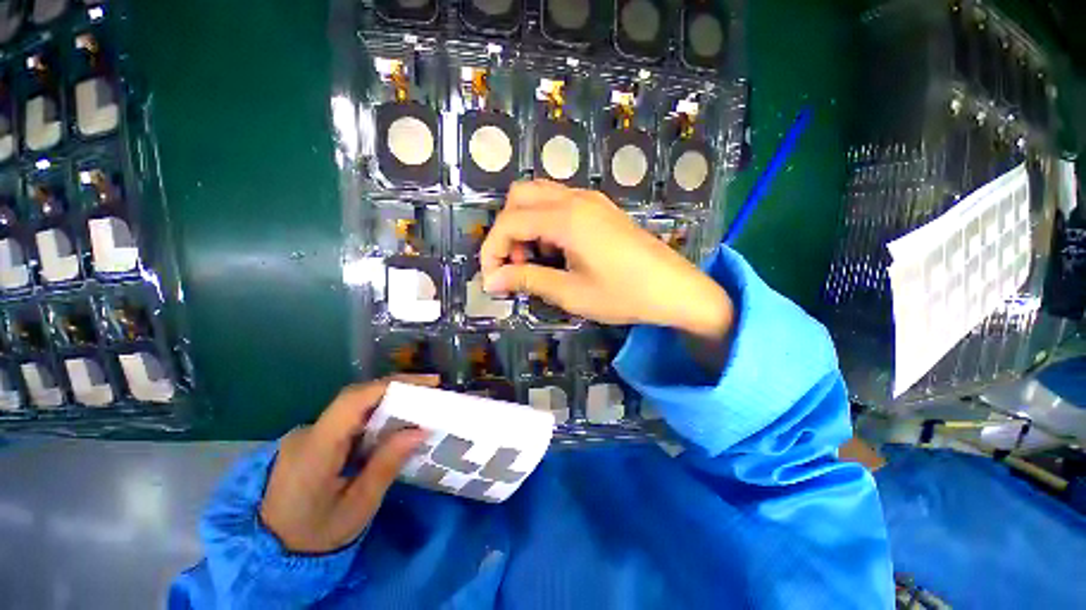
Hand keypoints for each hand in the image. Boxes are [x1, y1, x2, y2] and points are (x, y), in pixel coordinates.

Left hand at [259, 375, 436, 553]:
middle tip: (431, 391)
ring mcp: (307, 435)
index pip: (354, 401)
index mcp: (315, 449)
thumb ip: (386, 465)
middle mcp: (307, 433)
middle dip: (396, 389)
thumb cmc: (316, 535)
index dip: (392, 385)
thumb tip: (421, 429)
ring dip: (388, 402)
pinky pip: (348, 419)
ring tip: (419, 406)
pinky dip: (375, 415)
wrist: (269, 553)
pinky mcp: (312, 440)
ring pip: (353, 406)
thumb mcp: (358, 507)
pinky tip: (393, 425)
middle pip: (356, 398)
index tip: (427, 384)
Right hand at [480, 180, 733, 340]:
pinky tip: (557, 251)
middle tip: (516, 265)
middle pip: (520, 196)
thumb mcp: (571, 293)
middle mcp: (575, 199)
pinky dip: (545, 222)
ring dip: (526, 224)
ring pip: (540, 196)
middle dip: (507, 230)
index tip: (491, 279)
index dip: (492, 249)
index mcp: (566, 218)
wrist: (675, 289)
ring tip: (536, 260)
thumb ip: (528, 280)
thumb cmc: (624, 295)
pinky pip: (560, 203)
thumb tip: (491, 280)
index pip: (510, 221)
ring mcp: (591, 200)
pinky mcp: (600, 208)